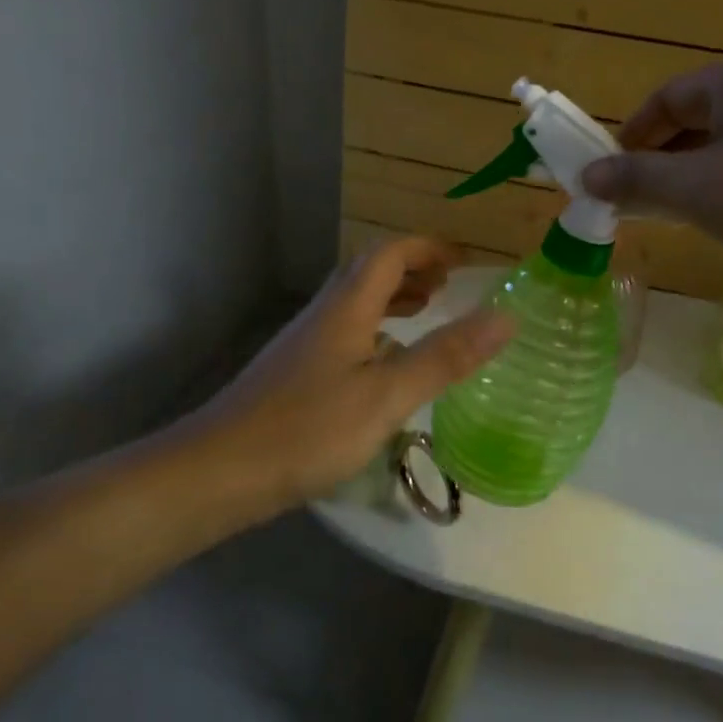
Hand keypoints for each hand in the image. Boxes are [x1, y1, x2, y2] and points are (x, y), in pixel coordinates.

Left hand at [195, 237, 514, 509]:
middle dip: (412, 269)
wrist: (217, 473)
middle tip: (449, 286)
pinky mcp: (295, 373)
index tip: (465, 260)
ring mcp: (305, 343)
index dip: (428, 249)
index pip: (390, 253)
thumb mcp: (387, 395)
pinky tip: (384, 364)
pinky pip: (345, 331)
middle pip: (369, 271)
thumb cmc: (307, 430)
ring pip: (355, 302)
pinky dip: (376, 329)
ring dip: (393, 297)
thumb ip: (445, 356)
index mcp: (347, 307)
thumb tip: (505, 317)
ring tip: (426, 313)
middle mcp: (324, 314)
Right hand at [582, 50, 722, 280]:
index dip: (628, 141)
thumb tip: (587, 176)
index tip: (609, 182)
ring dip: (696, 179)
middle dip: (662, 164)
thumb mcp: (699, 193)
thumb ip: (637, 181)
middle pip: (696, 119)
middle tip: (641, 207)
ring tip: (682, 220)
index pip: (663, 100)